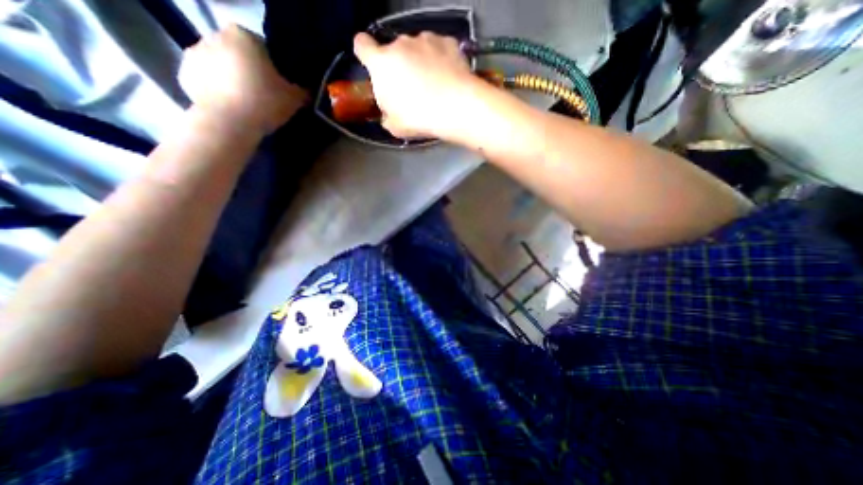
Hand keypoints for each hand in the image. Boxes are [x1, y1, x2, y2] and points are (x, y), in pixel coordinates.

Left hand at [176, 24, 307, 134]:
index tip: (282, 86)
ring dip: (234, 79)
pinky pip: (208, 80)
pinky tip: (232, 105)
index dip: (276, 68)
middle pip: (241, 55)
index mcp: (243, 35)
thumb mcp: (295, 98)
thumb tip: (307, 89)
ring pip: (223, 66)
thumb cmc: (265, 102)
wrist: (230, 122)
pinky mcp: (184, 73)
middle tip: (266, 94)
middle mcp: (215, 36)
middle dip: (252, 70)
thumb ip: (303, 89)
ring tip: (248, 102)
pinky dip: (218, 89)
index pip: (265, 49)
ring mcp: (195, 53)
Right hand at [353, 33, 482, 139]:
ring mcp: (425, 40)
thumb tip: (389, 115)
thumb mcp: (395, 126)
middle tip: (411, 90)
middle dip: (399, 67)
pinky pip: (438, 50)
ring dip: (420, 63)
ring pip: (417, 49)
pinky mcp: (447, 42)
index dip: (366, 54)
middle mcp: (401, 44)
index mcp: (381, 64)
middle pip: (394, 51)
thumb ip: (387, 115)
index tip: (373, 66)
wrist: (455, 108)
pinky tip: (447, 79)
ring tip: (433, 86)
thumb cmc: (419, 118)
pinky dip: (440, 61)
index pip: (362, 45)